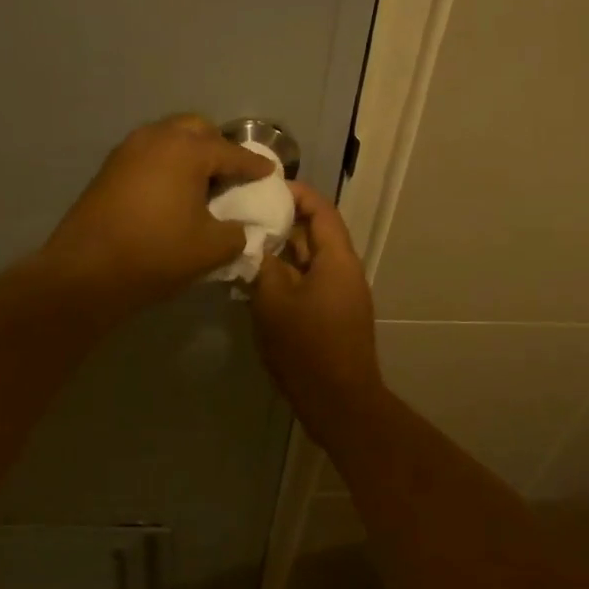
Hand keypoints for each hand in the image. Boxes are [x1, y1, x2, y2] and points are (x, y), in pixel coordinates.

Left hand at [37, 115, 273, 315]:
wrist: (86, 270)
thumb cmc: (156, 253)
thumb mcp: (211, 248)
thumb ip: (238, 233)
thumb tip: (242, 228)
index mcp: (187, 150)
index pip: (232, 153)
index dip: (254, 165)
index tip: (270, 172)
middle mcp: (157, 137)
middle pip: (197, 130)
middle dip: (219, 147)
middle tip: (232, 173)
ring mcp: (128, 149)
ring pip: (169, 137)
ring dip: (190, 153)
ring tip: (203, 182)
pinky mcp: (110, 167)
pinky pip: (149, 153)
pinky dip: (167, 163)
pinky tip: (172, 191)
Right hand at [250, 181, 382, 412]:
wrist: (338, 402)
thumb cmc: (307, 347)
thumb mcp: (274, 301)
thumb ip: (262, 265)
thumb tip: (253, 242)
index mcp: (337, 259)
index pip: (320, 209)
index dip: (295, 192)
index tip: (263, 186)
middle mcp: (344, 270)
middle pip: (315, 233)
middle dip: (282, 220)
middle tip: (245, 212)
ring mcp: (340, 294)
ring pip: (309, 259)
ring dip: (281, 249)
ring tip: (244, 241)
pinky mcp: (332, 315)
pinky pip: (308, 281)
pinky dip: (286, 273)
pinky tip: (256, 278)